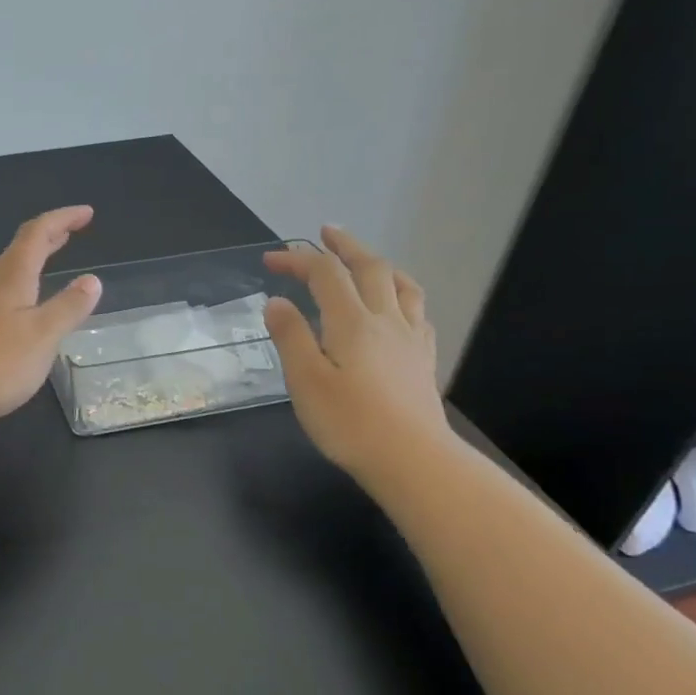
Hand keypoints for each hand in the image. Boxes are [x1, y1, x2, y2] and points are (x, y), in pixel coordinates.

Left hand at [0, 205, 103, 425]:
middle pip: (10, 254)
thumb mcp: (44, 335)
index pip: (36, 236)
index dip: (61, 220)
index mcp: (10, 279)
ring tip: (2, 280)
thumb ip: (68, 307)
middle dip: (39, 242)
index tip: (85, 213)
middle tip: (61, 237)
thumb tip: (91, 279)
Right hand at [262, 226, 452, 479]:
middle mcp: (385, 320)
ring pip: (400, 285)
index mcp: (351, 322)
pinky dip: (402, 294)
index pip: (324, 274)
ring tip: (365, 260)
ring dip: (379, 264)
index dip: (298, 259)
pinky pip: (418, 312)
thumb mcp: (305, 381)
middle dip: (344, 246)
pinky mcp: (424, 360)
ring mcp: (410, 339)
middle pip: (369, 268)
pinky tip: (397, 306)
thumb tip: (276, 302)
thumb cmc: (350, 423)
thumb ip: (291, 337)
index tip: (271, 259)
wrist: (413, 461)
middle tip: (326, 233)